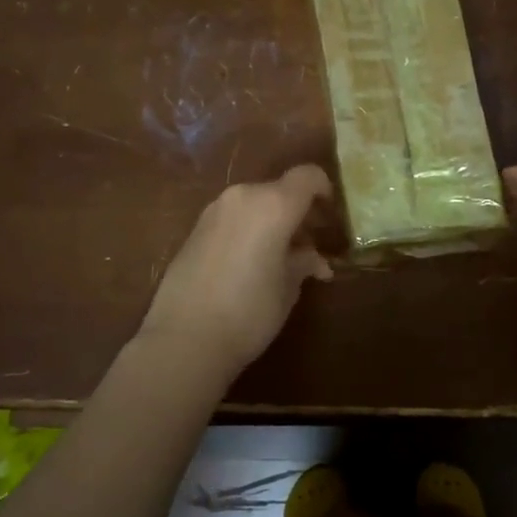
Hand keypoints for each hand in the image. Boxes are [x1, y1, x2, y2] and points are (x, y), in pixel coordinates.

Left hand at [136, 164, 333, 382]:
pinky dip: (250, 231)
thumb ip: (304, 262)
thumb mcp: (289, 288)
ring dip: (273, 223)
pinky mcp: (195, 229)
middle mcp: (243, 197)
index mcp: (273, 204)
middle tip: (311, 247)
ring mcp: (215, 211)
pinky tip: (252, 265)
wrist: (183, 339)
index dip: (325, 191)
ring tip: (282, 260)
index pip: (308, 176)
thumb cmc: (249, 311)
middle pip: (280, 190)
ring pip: (255, 204)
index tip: (332, 218)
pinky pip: (234, 219)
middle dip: (299, 213)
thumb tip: (314, 259)